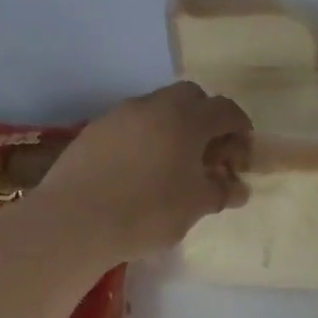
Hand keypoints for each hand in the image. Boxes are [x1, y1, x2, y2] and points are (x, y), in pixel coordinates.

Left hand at [39, 84, 252, 259]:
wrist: (75, 221)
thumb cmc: (148, 212)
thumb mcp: (195, 206)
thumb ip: (221, 192)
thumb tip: (238, 187)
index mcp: (186, 119)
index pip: (225, 110)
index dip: (240, 127)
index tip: (242, 150)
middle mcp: (154, 106)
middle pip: (190, 96)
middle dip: (206, 118)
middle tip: (208, 151)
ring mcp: (120, 115)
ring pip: (157, 108)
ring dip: (173, 126)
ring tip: (173, 162)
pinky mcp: (94, 130)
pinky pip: (131, 124)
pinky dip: (145, 137)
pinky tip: (140, 169)